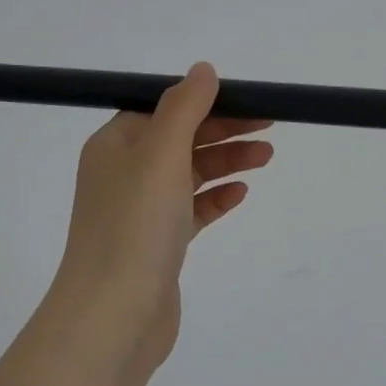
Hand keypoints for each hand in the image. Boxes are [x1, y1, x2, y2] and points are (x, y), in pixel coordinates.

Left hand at [0, 63, 271, 385]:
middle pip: (181, 139)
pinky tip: (241, 193)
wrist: (115, 316)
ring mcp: (141, 212)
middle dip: (224, 130)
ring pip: (190, 174)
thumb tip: (203, 70)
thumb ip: (184, 108)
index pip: (165, 109)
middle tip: (271, 127)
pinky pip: (192, 210)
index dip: (207, 102)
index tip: (250, 101)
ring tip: (267, 156)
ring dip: (227, 161)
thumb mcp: (160, 155)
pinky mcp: (159, 245)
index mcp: (115, 145)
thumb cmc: (135, 226)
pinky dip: (216, 198)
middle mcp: (124, 174)